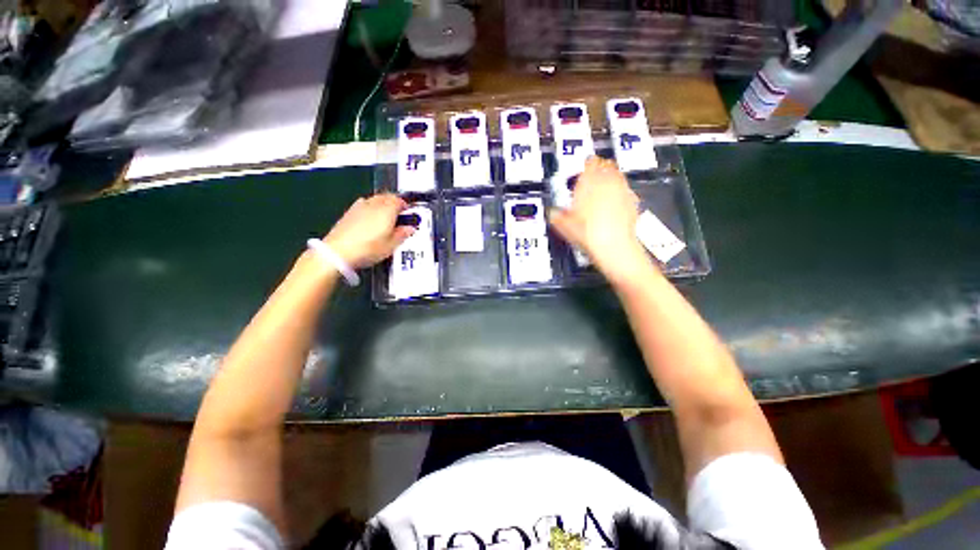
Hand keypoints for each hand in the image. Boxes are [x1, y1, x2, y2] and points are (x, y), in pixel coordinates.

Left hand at [323, 194, 413, 268]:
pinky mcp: (349, 213)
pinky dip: (370, 209)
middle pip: (387, 196)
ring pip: (375, 199)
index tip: (409, 212)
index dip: (407, 206)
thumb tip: (408, 229)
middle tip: (400, 212)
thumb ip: (403, 234)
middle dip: (395, 202)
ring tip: (387, 216)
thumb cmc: (364, 248)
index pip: (400, 200)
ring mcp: (359, 207)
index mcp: (387, 210)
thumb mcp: (392, 245)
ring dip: (383, 204)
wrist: (339, 252)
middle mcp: (373, 204)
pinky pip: (363, 205)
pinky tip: (371, 220)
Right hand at [549, 156, 650, 277]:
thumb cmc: (587, 232)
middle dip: (600, 169)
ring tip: (603, 191)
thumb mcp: (563, 225)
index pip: (590, 162)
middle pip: (606, 165)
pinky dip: (620, 193)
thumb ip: (556, 215)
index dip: (586, 165)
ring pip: (618, 176)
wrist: (613, 245)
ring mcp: (622, 190)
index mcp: (589, 182)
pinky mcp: (633, 201)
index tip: (583, 170)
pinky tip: (615, 205)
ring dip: (611, 179)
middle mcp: (608, 182)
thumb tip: (552, 213)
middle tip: (593, 178)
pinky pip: (626, 190)